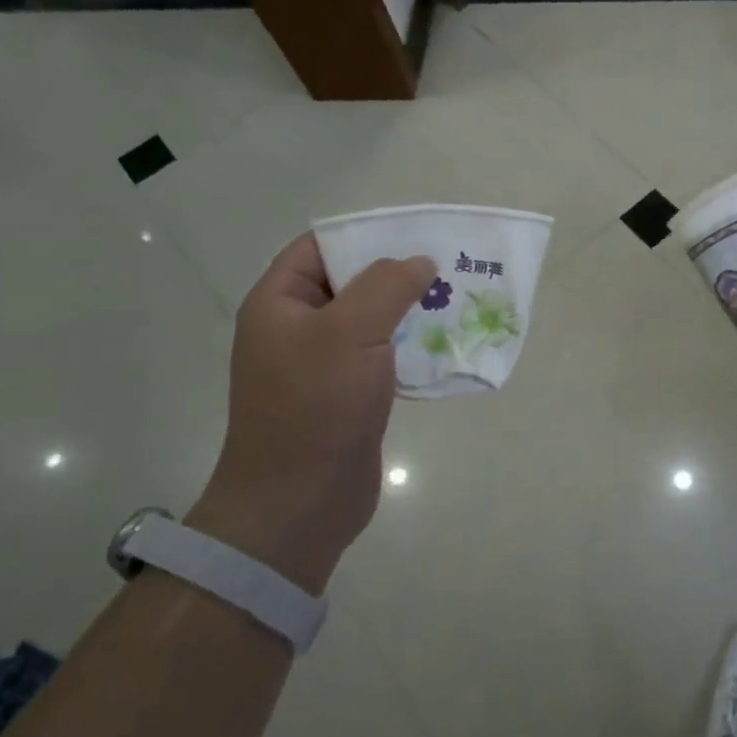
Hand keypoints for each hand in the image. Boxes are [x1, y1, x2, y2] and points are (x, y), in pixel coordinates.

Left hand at [189, 235, 434, 592]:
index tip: (416, 233)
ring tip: (456, 300)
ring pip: (371, 321)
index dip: (365, 234)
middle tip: (448, 265)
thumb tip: (420, 262)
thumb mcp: (351, 333)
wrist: (299, 503)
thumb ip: (387, 286)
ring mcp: (321, 365)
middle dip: (398, 273)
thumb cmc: (316, 407)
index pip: (319, 247)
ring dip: (409, 310)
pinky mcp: (347, 395)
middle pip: (350, 282)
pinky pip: (381, 356)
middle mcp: (297, 328)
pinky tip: (445, 344)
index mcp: (279, 304)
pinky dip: (410, 346)